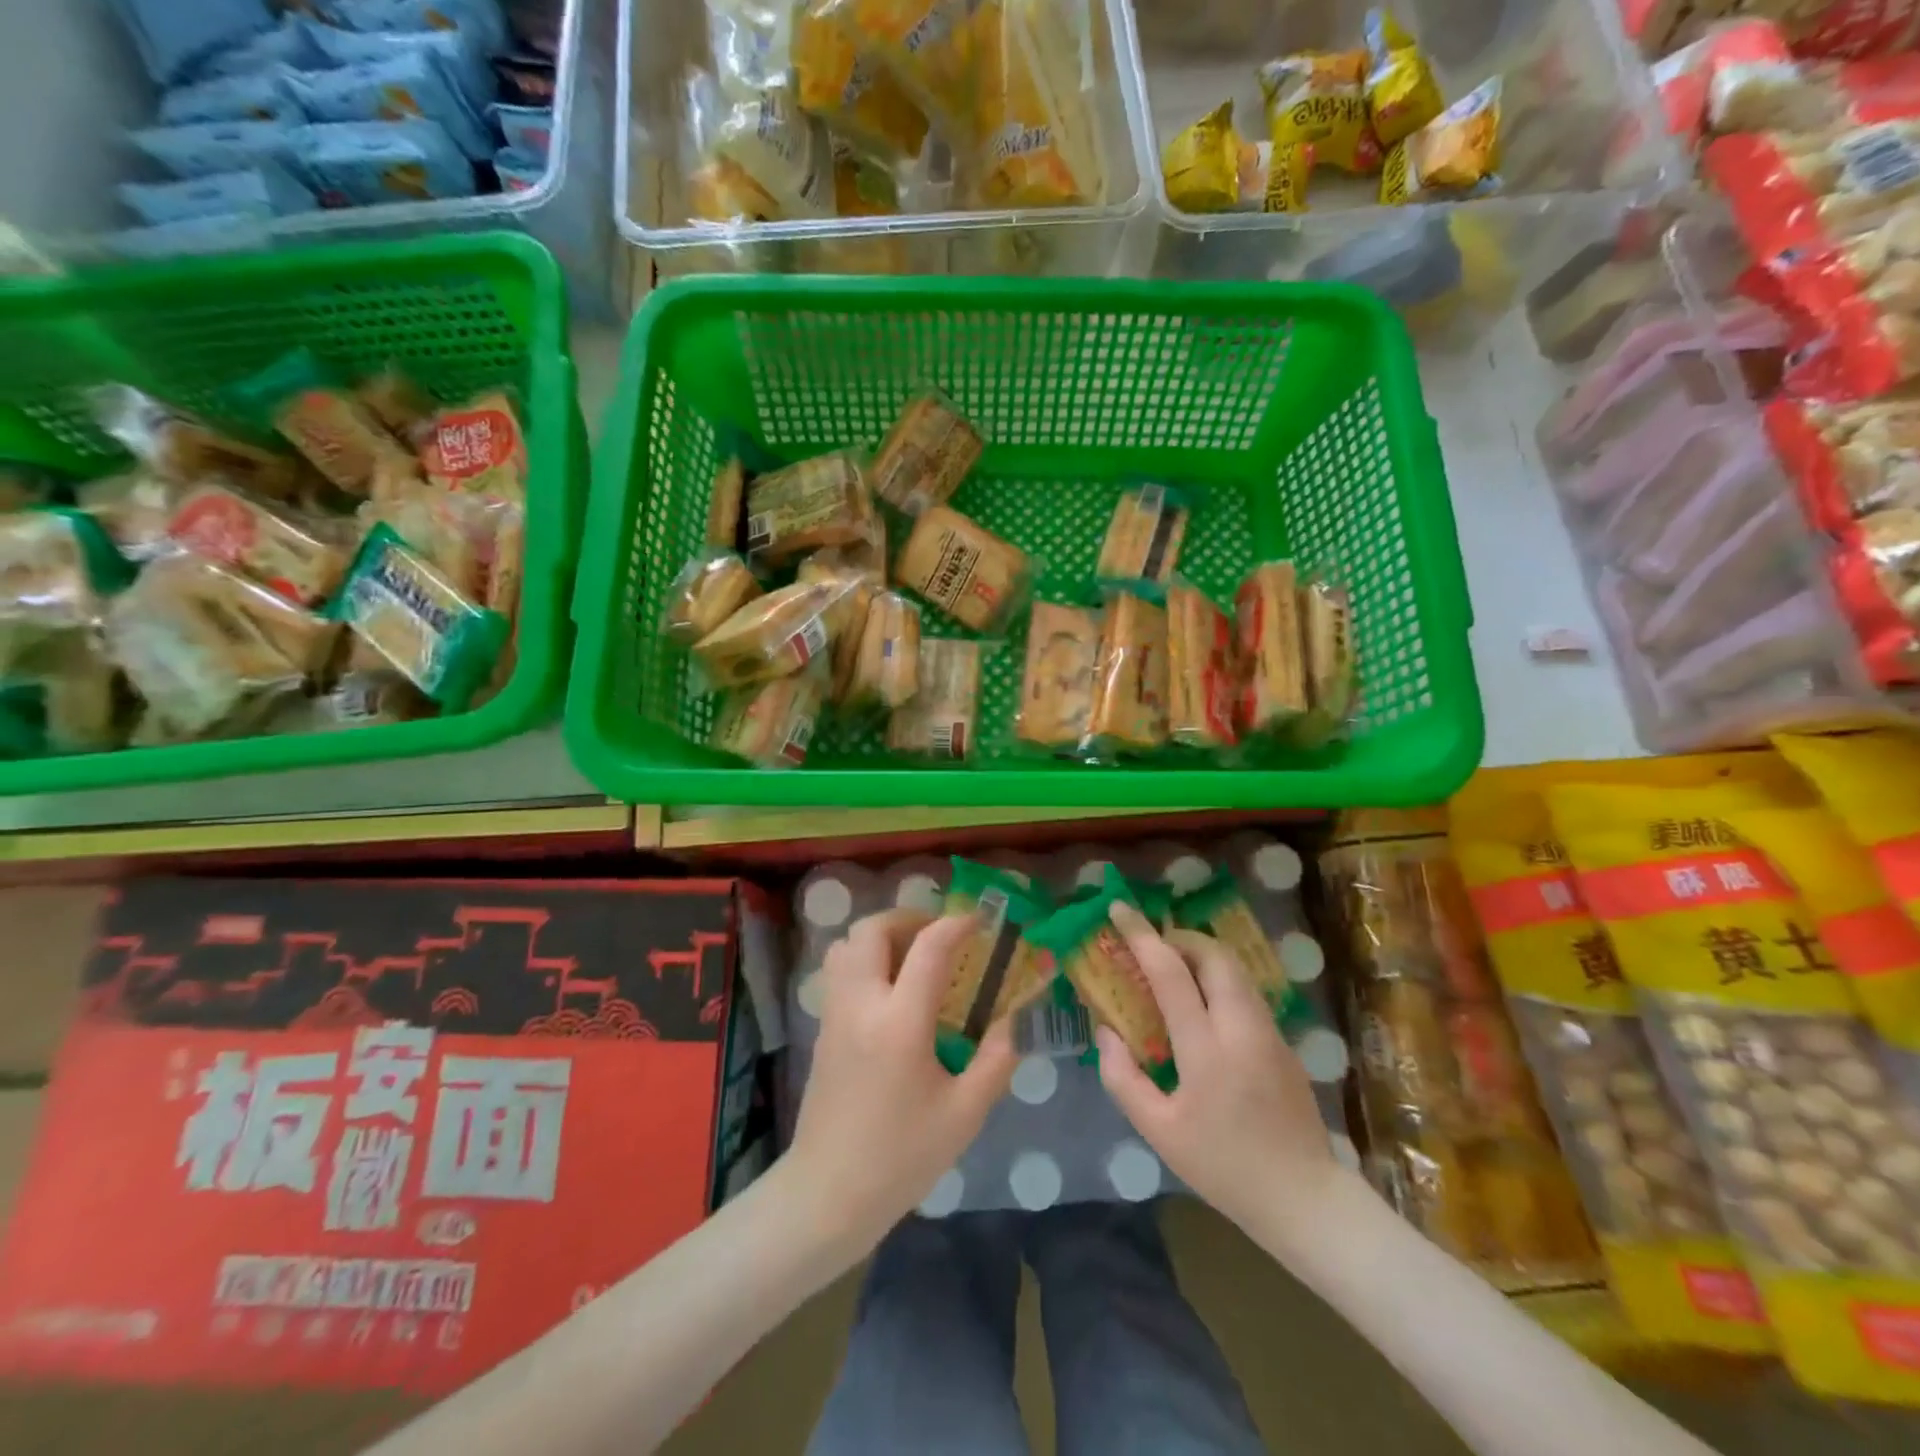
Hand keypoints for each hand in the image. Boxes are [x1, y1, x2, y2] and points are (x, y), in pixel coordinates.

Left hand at [784, 909, 1015, 1259]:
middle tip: (940, 934)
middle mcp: (861, 1005)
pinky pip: (838, 970)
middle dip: (909, 918)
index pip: (929, 948)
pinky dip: (863, 958)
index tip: (979, 921)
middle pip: (872, 929)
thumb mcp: (964, 1115)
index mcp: (901, 1023)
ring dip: (881, 936)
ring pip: (847, 944)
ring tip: (912, 956)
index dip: (956, 924)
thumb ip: (996, 1061)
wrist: (828, 1193)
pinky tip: (890, 989)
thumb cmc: (901, 1157)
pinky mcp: (822, 1028)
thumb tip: (1012, 1021)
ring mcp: (834, 1014)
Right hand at [1096, 901, 1341, 1238]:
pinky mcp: (1284, 1042)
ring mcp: (1269, 1032)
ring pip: (1235, 969)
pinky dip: (1219, 979)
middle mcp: (1242, 1028)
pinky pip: (1247, 991)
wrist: (1305, 1200)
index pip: (1171, 973)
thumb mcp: (1159, 1132)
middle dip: (1180, 937)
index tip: (1120, 909)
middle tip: (1152, 947)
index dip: (1142, 935)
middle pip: (1214, 955)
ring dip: (1202, 955)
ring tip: (1173, 970)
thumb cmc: (1223, 1167)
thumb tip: (1106, 1031)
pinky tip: (1203, 1005)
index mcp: (1207, 1050)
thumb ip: (1123, 1077)